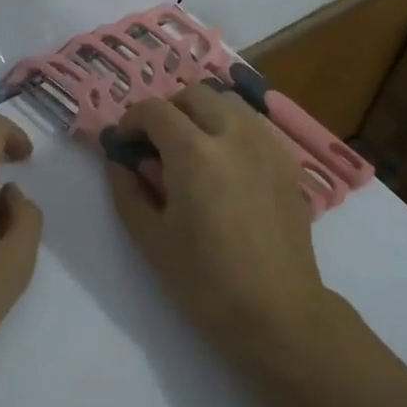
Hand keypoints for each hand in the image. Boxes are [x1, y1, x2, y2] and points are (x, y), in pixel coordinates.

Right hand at [104, 83, 328, 357]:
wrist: (276, 312)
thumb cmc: (205, 282)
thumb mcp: (150, 239)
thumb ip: (127, 191)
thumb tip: (118, 161)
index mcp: (194, 153)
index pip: (155, 110)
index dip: (132, 121)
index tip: (125, 144)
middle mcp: (234, 135)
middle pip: (194, 94)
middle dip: (168, 110)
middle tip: (156, 143)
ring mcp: (267, 145)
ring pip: (229, 102)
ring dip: (202, 113)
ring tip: (192, 147)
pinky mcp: (287, 161)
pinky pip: (254, 125)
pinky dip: (232, 128)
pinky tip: (226, 164)